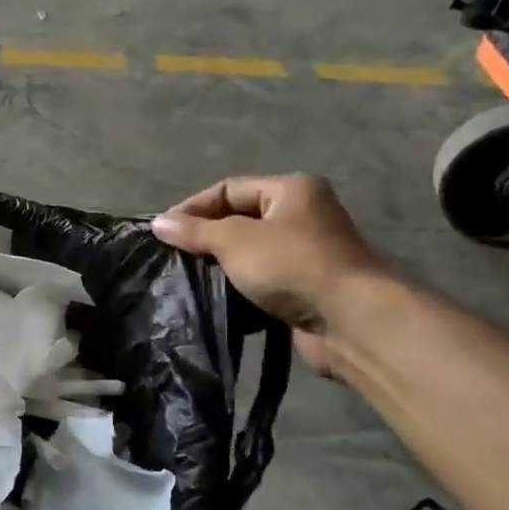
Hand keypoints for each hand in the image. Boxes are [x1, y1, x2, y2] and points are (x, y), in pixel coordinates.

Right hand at [151, 175, 388, 376]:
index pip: (229, 189)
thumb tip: (158, 223)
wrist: (350, 320)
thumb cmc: (291, 265)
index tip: (163, 233)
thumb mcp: (235, 240)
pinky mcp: (304, 288)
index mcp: (291, 190)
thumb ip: (195, 230)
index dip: (193, 207)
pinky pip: (261, 281)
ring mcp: (306, 253)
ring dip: (220, 266)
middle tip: (173, 256)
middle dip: (205, 238)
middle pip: (239, 220)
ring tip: (187, 279)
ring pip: (248, 253)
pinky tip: (214, 299)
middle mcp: (302, 215)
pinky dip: (238, 288)